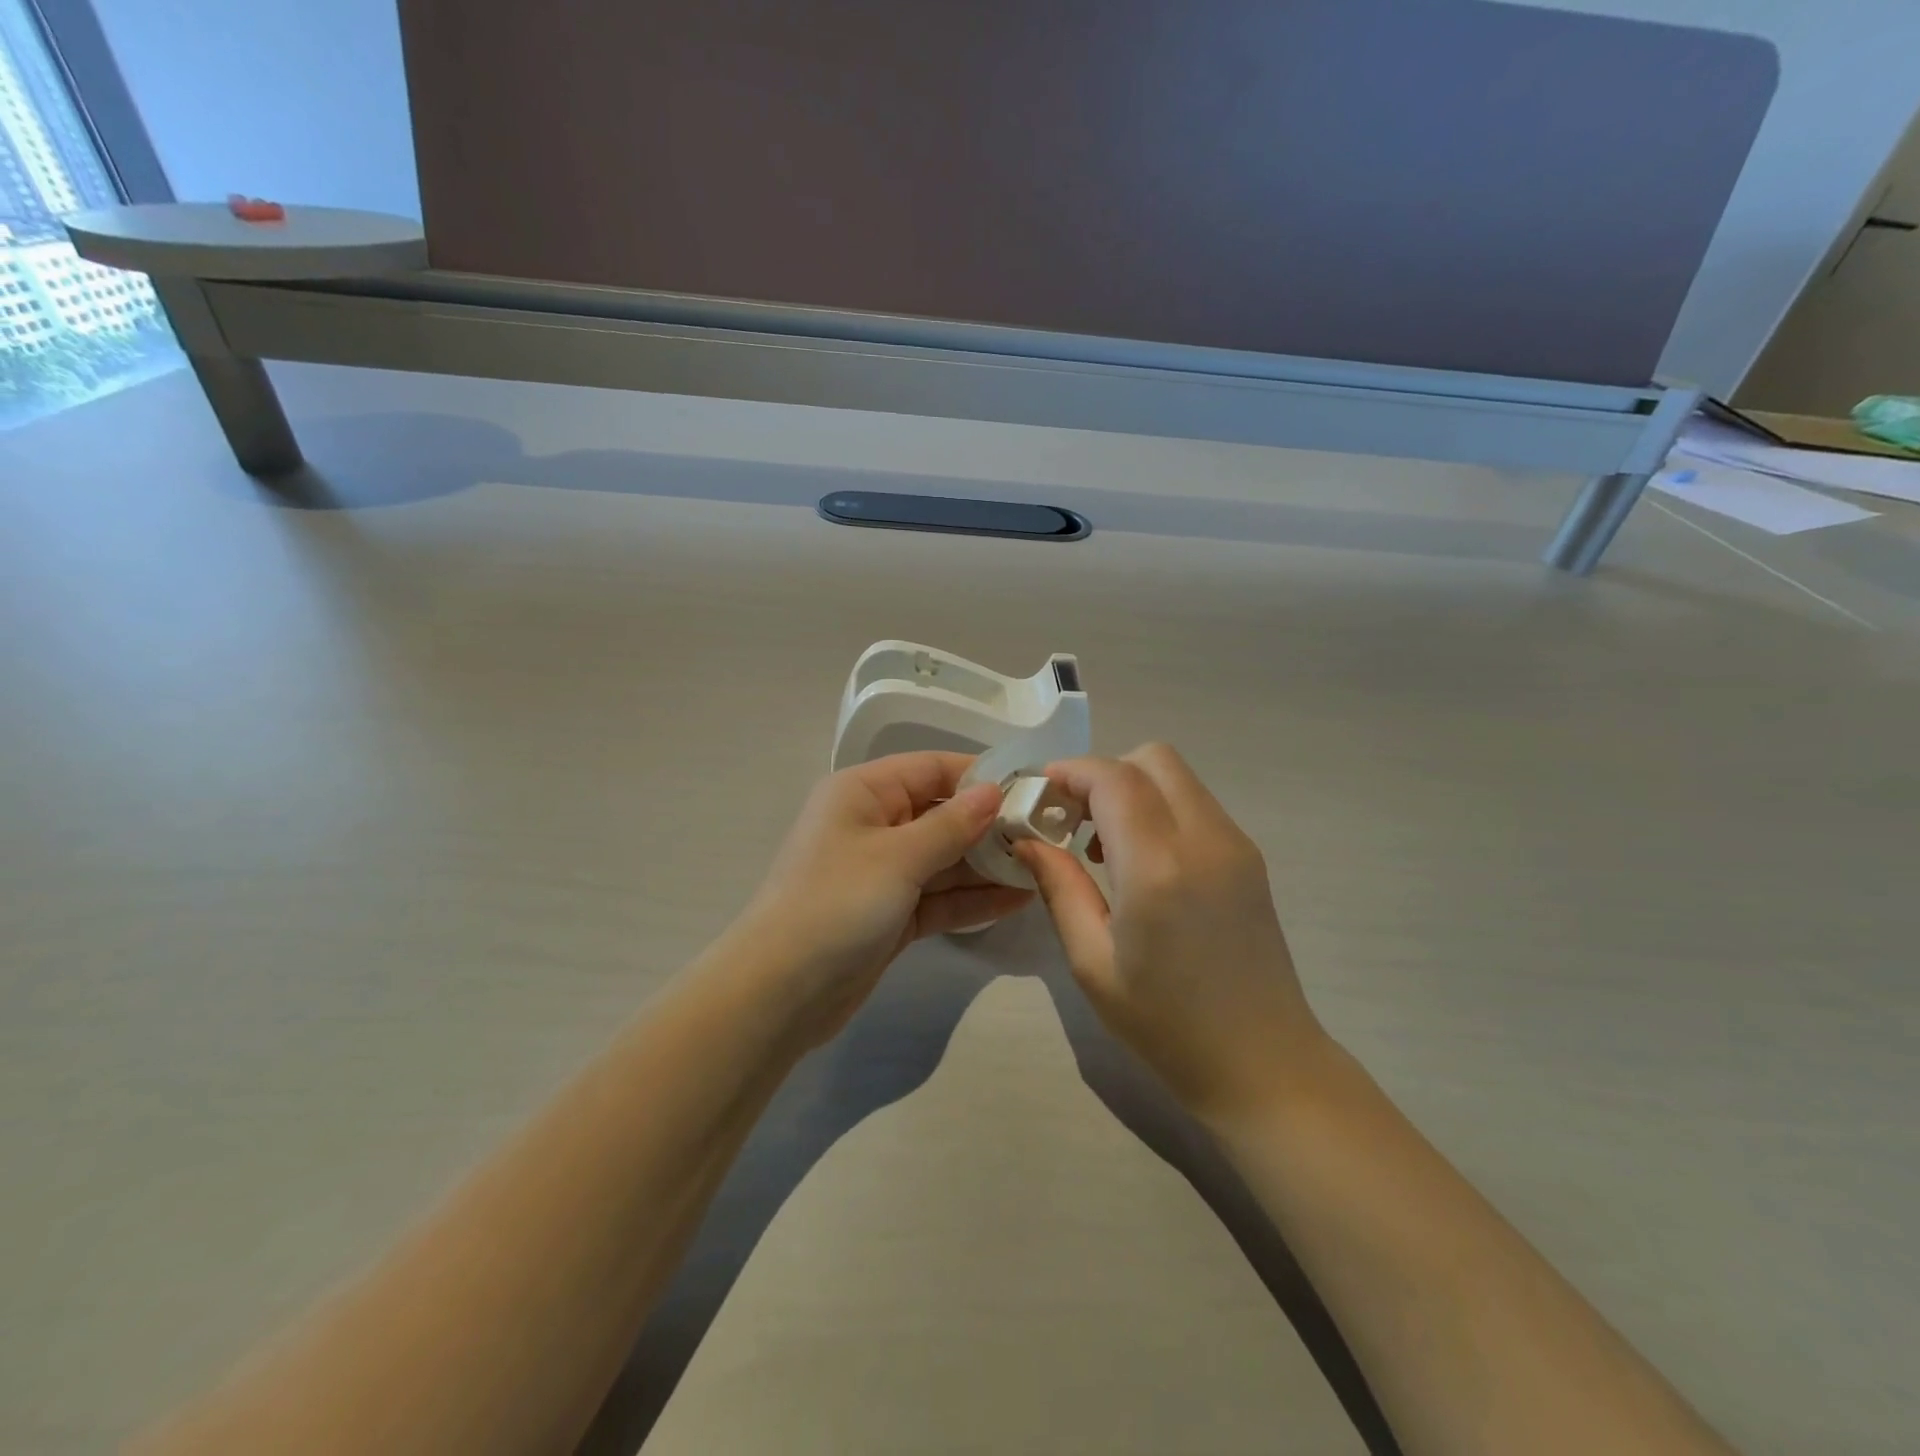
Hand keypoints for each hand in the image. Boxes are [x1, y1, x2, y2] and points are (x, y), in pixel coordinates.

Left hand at [739, 752, 1032, 1043]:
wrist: (780, 992)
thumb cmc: (836, 903)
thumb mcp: (897, 856)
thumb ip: (951, 824)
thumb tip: (993, 792)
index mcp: (863, 792)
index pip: (931, 768)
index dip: (979, 777)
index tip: (1031, 789)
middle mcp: (873, 824)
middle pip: (941, 814)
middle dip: (990, 826)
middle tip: (1047, 836)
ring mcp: (883, 873)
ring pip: (944, 859)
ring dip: (987, 865)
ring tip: (1042, 867)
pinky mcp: (891, 914)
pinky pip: (939, 897)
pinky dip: (972, 899)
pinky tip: (1017, 900)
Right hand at [1014, 744, 1329, 1124]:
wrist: (1262, 1062)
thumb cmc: (1165, 1024)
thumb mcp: (1092, 962)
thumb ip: (1059, 886)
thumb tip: (1026, 837)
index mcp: (1158, 868)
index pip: (1113, 778)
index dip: (1070, 772)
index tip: (1038, 793)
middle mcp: (1204, 839)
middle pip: (1152, 758)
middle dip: (1103, 773)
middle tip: (1072, 818)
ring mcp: (1235, 844)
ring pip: (1177, 776)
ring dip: (1132, 789)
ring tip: (1103, 846)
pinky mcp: (1249, 857)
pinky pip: (1196, 804)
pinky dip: (1160, 808)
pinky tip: (1142, 861)